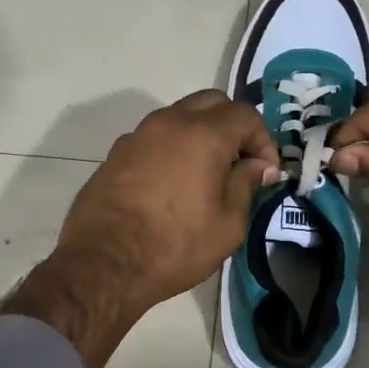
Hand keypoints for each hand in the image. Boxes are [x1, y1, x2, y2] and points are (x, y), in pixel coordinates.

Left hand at [5, 91, 280, 367]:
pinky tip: (173, 185)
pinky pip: (155, 138)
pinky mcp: (116, 153)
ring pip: (180, 117)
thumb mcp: (228, 224)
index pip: (245, 115)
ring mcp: (137, 135)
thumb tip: (258, 166)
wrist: (103, 264)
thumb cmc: (174, 246)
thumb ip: (247, 185)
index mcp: (203, 134)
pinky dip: (172, 148)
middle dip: (233, 126)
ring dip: (201, 134)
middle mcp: (169, 122)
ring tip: (207, 174)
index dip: (263, 140)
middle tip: (240, 163)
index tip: (266, 172)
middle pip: (212, 103)